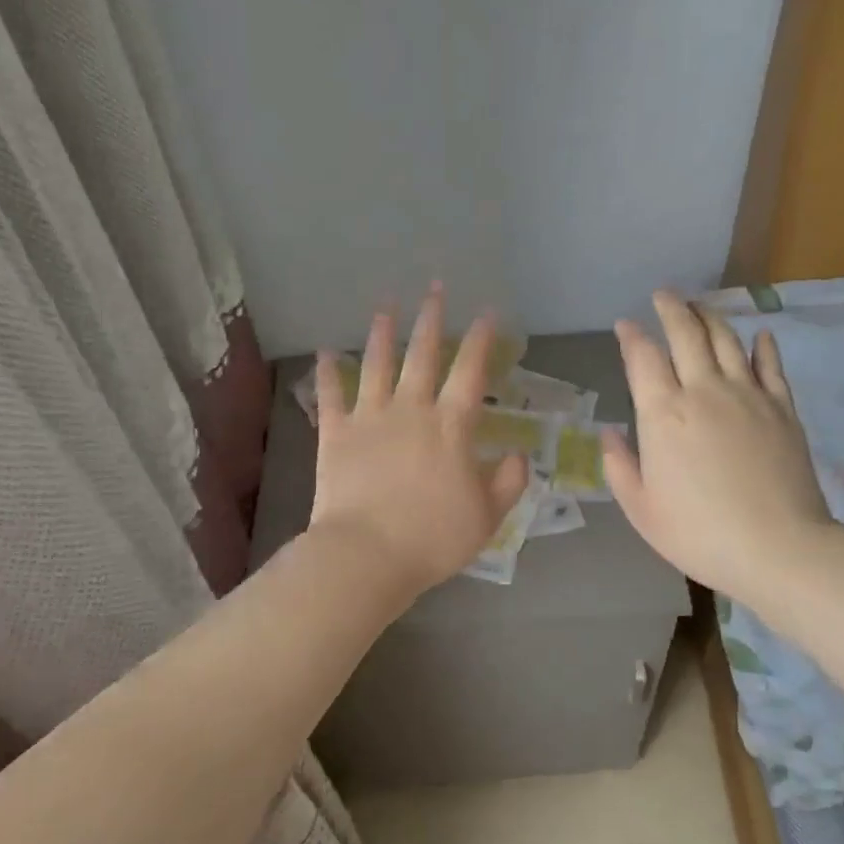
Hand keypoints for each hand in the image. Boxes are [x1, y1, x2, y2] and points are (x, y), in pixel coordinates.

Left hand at [308, 284, 529, 596]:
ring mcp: (369, 418)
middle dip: (431, 318)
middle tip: (434, 288)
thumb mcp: (487, 516)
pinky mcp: (335, 434)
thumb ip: (507, 482)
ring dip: (383, 333)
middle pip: (423, 355)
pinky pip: (331, 396)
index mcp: (450, 426)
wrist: (367, 554)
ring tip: (386, 306)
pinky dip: (328, 373)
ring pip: (377, 365)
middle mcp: (411, 410)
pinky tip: (325, 352)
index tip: (487, 312)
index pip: (471, 372)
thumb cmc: (433, 538)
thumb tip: (519, 456)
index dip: (481, 339)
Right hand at [604, 290, 834, 606]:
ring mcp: (748, 395)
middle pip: (686, 334)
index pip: (643, 358)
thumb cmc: (698, 533)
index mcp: (663, 414)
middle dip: (671, 309)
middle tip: (663, 296)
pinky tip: (759, 335)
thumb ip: (620, 466)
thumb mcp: (641, 508)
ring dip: (710, 317)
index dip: (632, 336)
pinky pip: (770, 365)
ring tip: (699, 306)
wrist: (778, 547)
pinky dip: (762, 345)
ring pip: (727, 339)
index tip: (625, 324)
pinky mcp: (782, 408)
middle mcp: (704, 391)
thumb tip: (610, 433)